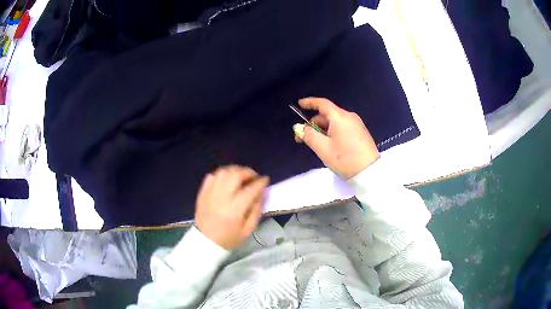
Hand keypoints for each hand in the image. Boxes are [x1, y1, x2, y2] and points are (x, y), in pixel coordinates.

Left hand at [195, 166, 268, 249]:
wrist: (205, 242)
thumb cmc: (229, 238)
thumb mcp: (248, 229)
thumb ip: (257, 210)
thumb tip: (262, 193)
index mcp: (235, 210)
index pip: (250, 190)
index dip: (260, 182)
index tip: (265, 180)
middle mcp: (222, 198)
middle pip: (235, 175)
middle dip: (247, 172)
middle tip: (253, 176)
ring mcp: (210, 194)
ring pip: (223, 172)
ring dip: (234, 171)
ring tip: (241, 176)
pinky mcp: (202, 193)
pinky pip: (211, 176)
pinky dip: (221, 175)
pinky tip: (226, 180)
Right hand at [294, 97, 379, 179]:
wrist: (369, 173)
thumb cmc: (345, 159)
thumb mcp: (323, 148)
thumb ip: (309, 135)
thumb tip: (299, 127)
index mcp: (340, 117)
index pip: (322, 104)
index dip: (309, 102)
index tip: (299, 104)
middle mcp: (349, 117)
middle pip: (327, 115)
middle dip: (313, 124)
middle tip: (303, 138)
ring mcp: (357, 124)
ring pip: (334, 122)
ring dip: (323, 130)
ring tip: (316, 145)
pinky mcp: (360, 133)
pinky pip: (342, 127)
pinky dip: (332, 132)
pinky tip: (329, 145)